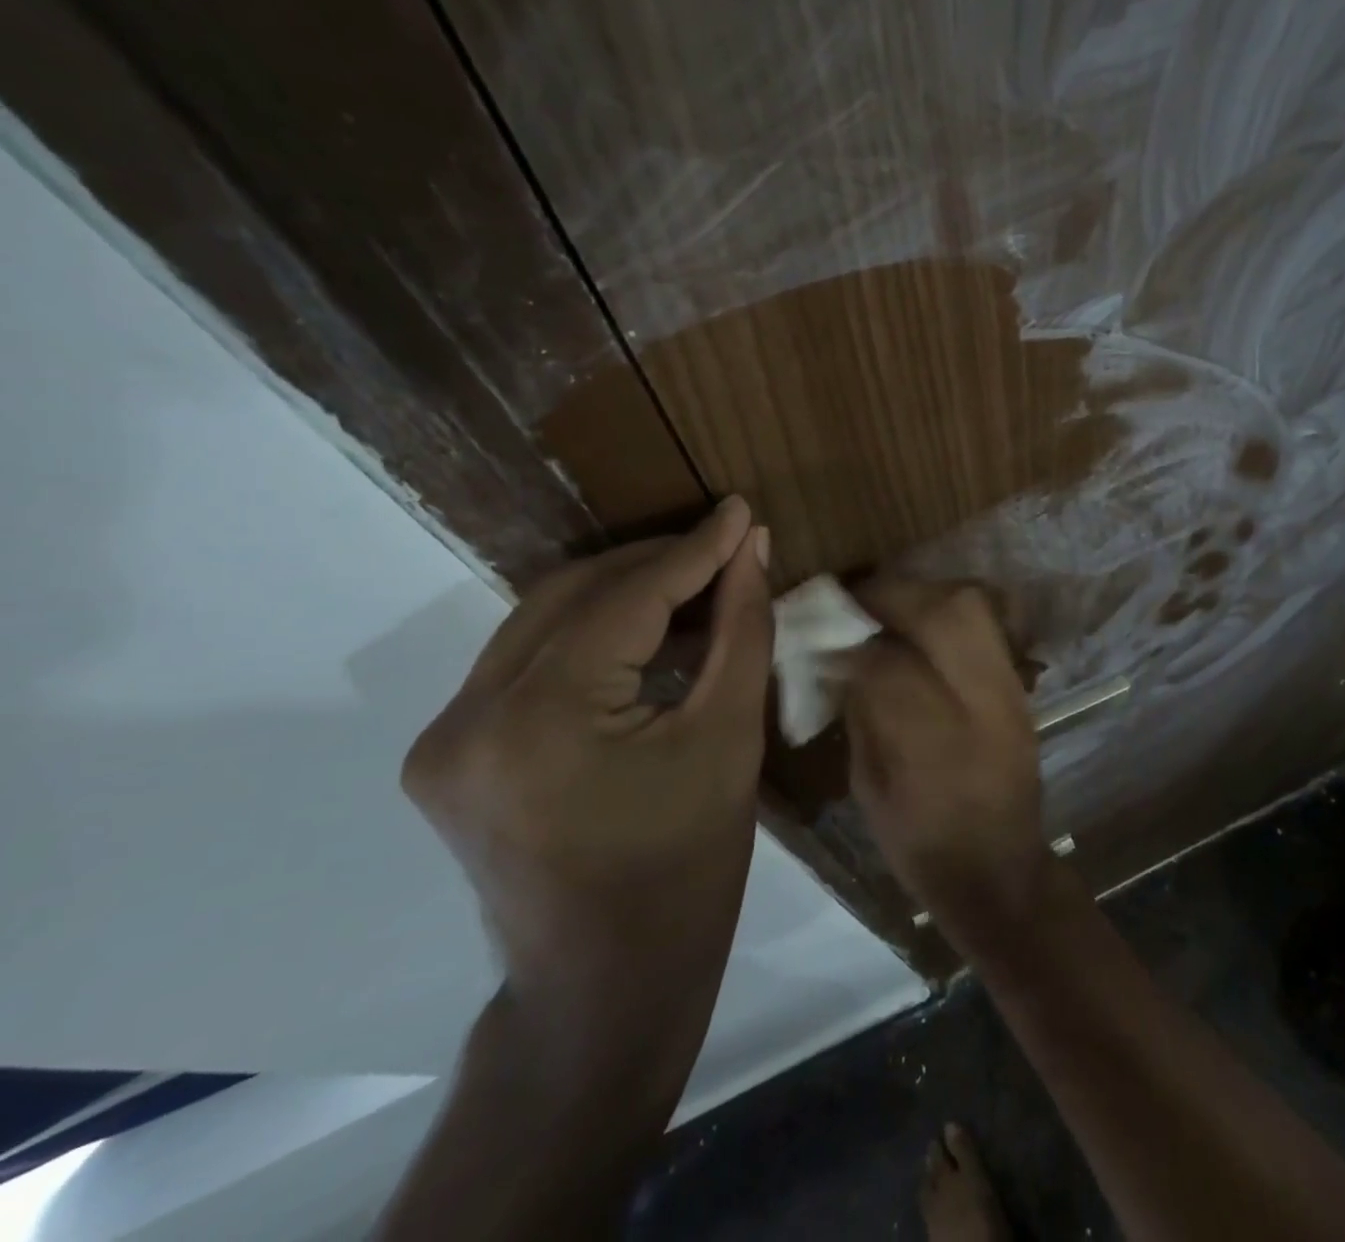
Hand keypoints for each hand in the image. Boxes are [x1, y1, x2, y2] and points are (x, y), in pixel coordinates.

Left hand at [402, 496, 771, 1030]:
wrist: (607, 985)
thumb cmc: (690, 868)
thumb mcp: (730, 737)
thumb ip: (741, 629)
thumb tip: (750, 548)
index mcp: (541, 719)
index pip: (626, 599)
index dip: (693, 550)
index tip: (738, 510)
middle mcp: (469, 717)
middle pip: (572, 596)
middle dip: (654, 564)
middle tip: (723, 545)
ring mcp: (444, 737)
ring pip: (543, 620)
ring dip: (621, 593)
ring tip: (693, 582)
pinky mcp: (447, 752)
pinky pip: (526, 659)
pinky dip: (589, 633)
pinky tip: (644, 632)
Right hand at [844, 580, 1047, 931]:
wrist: (1000, 871)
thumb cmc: (920, 843)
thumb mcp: (869, 786)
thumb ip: (859, 712)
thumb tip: (841, 656)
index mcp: (933, 746)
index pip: (889, 664)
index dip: (851, 645)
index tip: (825, 639)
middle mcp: (981, 707)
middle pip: (945, 614)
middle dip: (894, 594)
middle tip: (859, 600)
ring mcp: (1010, 692)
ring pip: (974, 608)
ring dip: (926, 594)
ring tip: (891, 604)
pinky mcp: (1021, 688)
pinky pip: (988, 625)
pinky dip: (951, 611)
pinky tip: (924, 624)